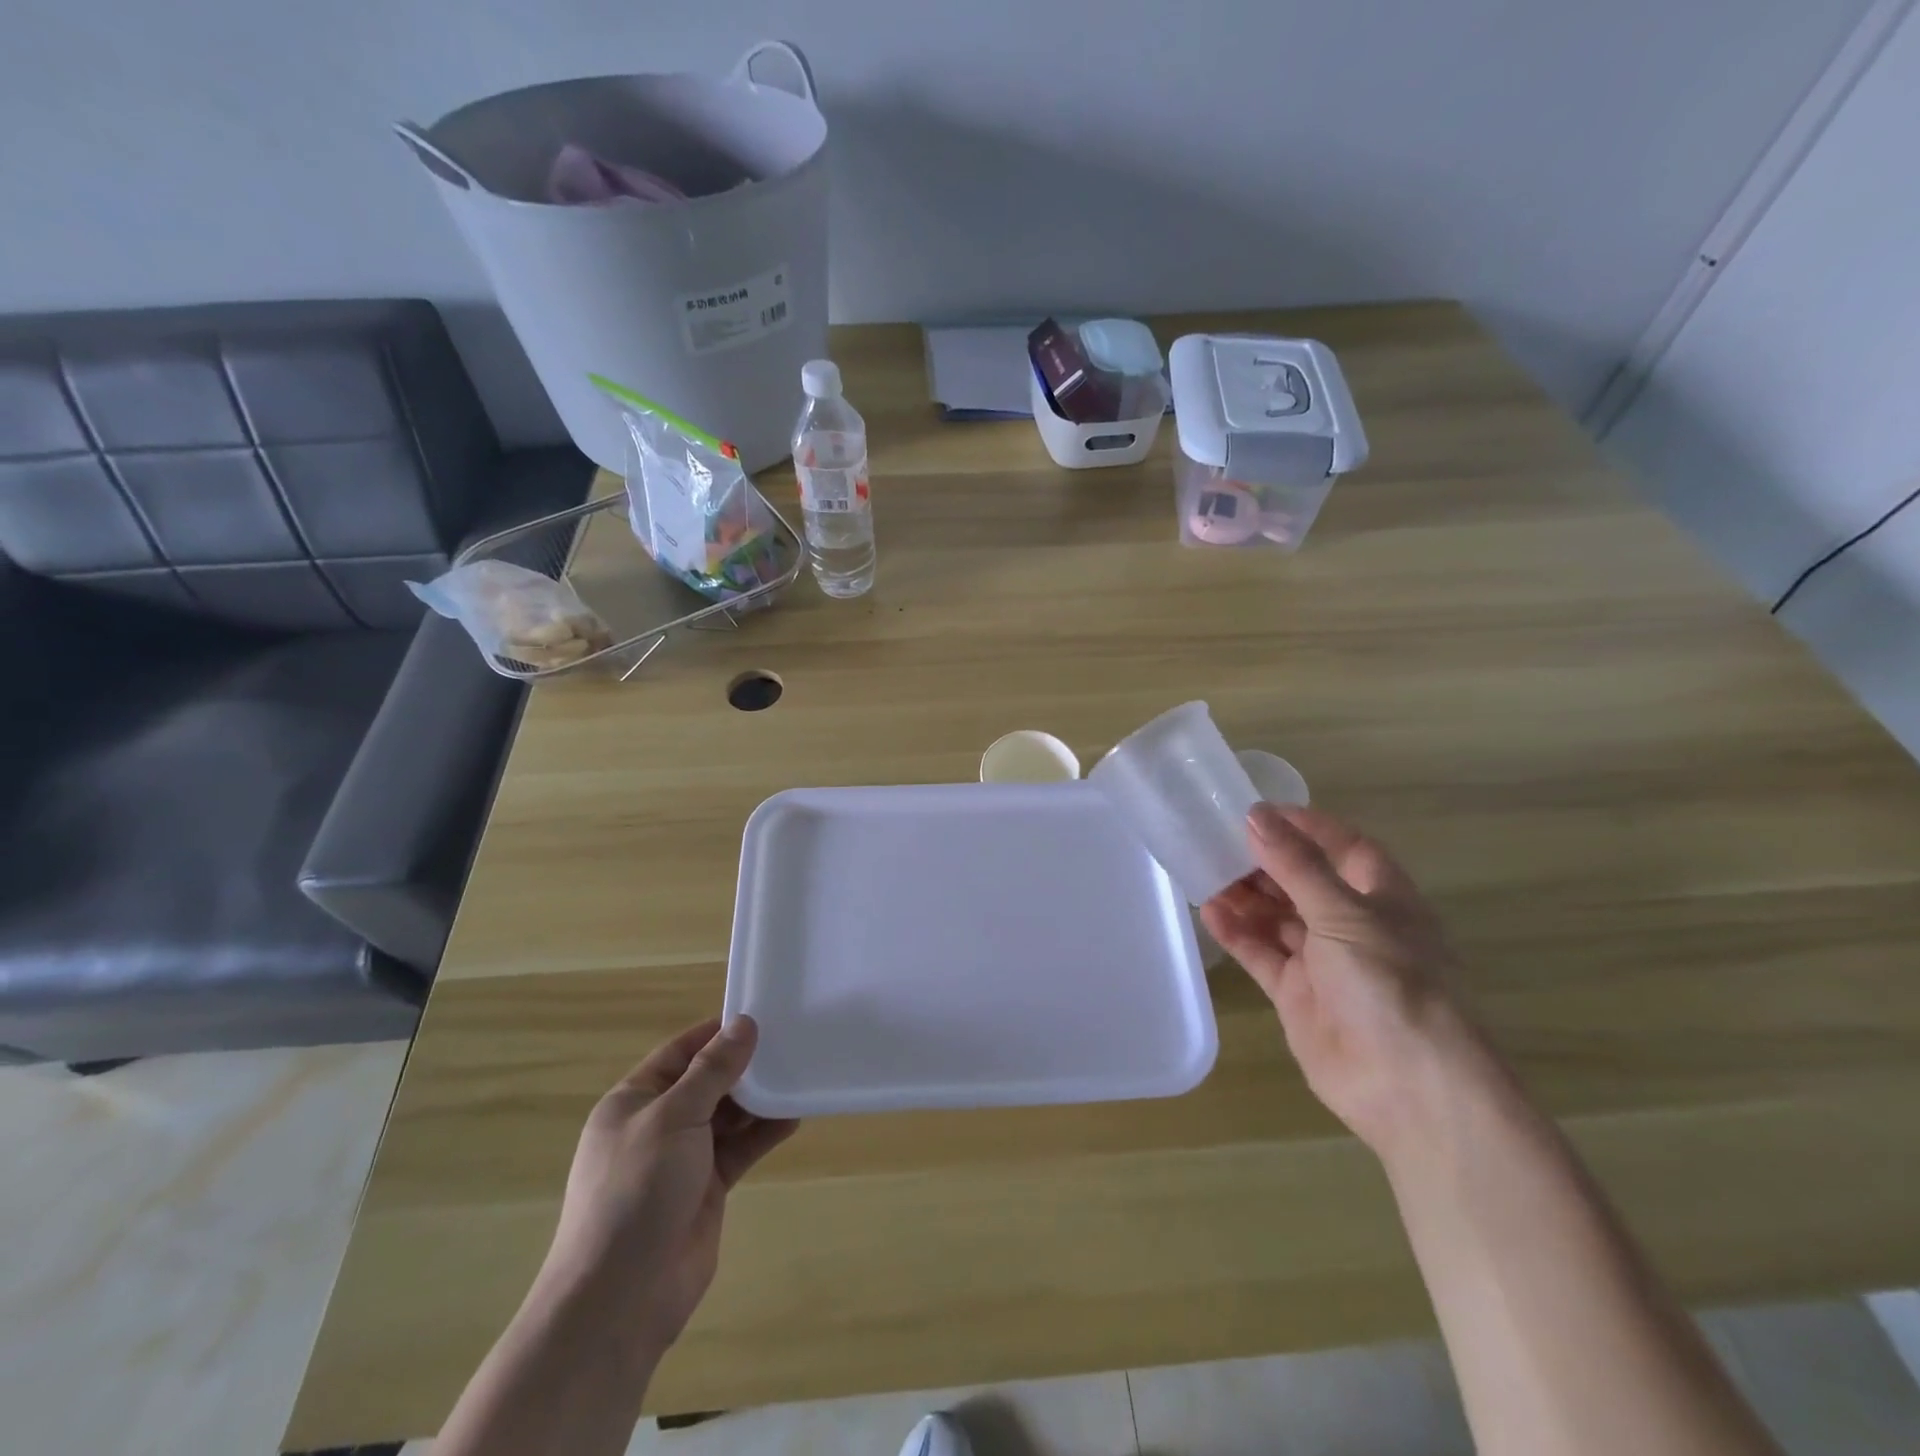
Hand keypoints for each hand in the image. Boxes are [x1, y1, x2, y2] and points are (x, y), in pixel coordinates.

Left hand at [535, 1016, 797, 1367]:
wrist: (620, 1299)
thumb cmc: (636, 1192)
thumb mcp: (673, 1118)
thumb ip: (712, 1071)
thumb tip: (744, 1024)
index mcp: (634, 1100)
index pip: (681, 1052)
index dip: (717, 1033)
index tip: (761, 1016)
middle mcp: (657, 1124)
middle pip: (707, 1082)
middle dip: (744, 1066)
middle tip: (790, 1042)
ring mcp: (682, 1159)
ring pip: (728, 1115)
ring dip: (759, 1099)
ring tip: (798, 1075)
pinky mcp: (706, 1188)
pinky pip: (740, 1148)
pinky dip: (764, 1133)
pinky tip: (793, 1117)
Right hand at [1201, 803, 1490, 1157]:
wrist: (1409, 1087)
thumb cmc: (1390, 983)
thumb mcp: (1342, 913)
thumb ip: (1296, 865)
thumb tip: (1255, 815)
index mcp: (1382, 898)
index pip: (1344, 847)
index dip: (1306, 826)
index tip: (1259, 811)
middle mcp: (1354, 925)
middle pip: (1304, 881)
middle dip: (1264, 862)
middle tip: (1217, 842)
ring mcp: (1325, 962)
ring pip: (1278, 917)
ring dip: (1246, 897)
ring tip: (1204, 873)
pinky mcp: (1298, 995)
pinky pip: (1262, 954)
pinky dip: (1238, 935)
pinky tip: (1210, 914)